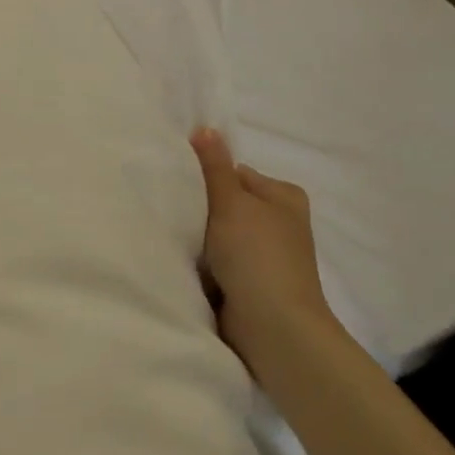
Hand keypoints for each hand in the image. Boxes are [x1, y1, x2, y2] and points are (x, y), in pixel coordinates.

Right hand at [191, 127, 336, 366]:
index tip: (178, 186)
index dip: (207, 179)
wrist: (273, 326)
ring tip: (173, 239)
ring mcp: (266, 256)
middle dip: (201, 211)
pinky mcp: (252, 283)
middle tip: (170, 212)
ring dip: (200, 241)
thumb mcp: (231, 203)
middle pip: (227, 205)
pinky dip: (204, 265)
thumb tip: (205, 127)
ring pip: (220, 236)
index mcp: (284, 196)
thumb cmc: (256, 255)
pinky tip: (185, 265)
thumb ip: (215, 167)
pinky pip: (219, 263)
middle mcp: (279, 223)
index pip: (236, 174)